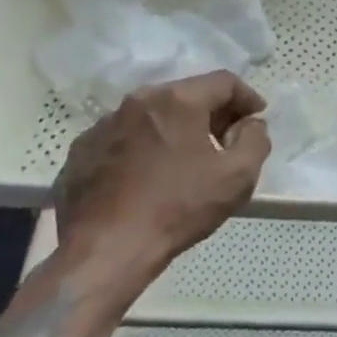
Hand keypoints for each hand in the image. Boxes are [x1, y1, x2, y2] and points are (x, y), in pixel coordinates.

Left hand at [52, 71, 269, 305]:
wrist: (104, 253)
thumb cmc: (177, 209)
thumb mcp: (238, 176)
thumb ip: (255, 139)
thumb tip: (250, 124)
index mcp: (177, 100)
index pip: (224, 82)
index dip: (247, 98)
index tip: (257, 119)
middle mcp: (137, 101)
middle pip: (186, 96)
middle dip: (212, 114)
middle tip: (226, 141)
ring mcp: (102, 125)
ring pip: (152, 116)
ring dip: (175, 130)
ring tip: (186, 161)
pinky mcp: (79, 152)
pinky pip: (123, 139)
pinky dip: (142, 149)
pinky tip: (147, 178)